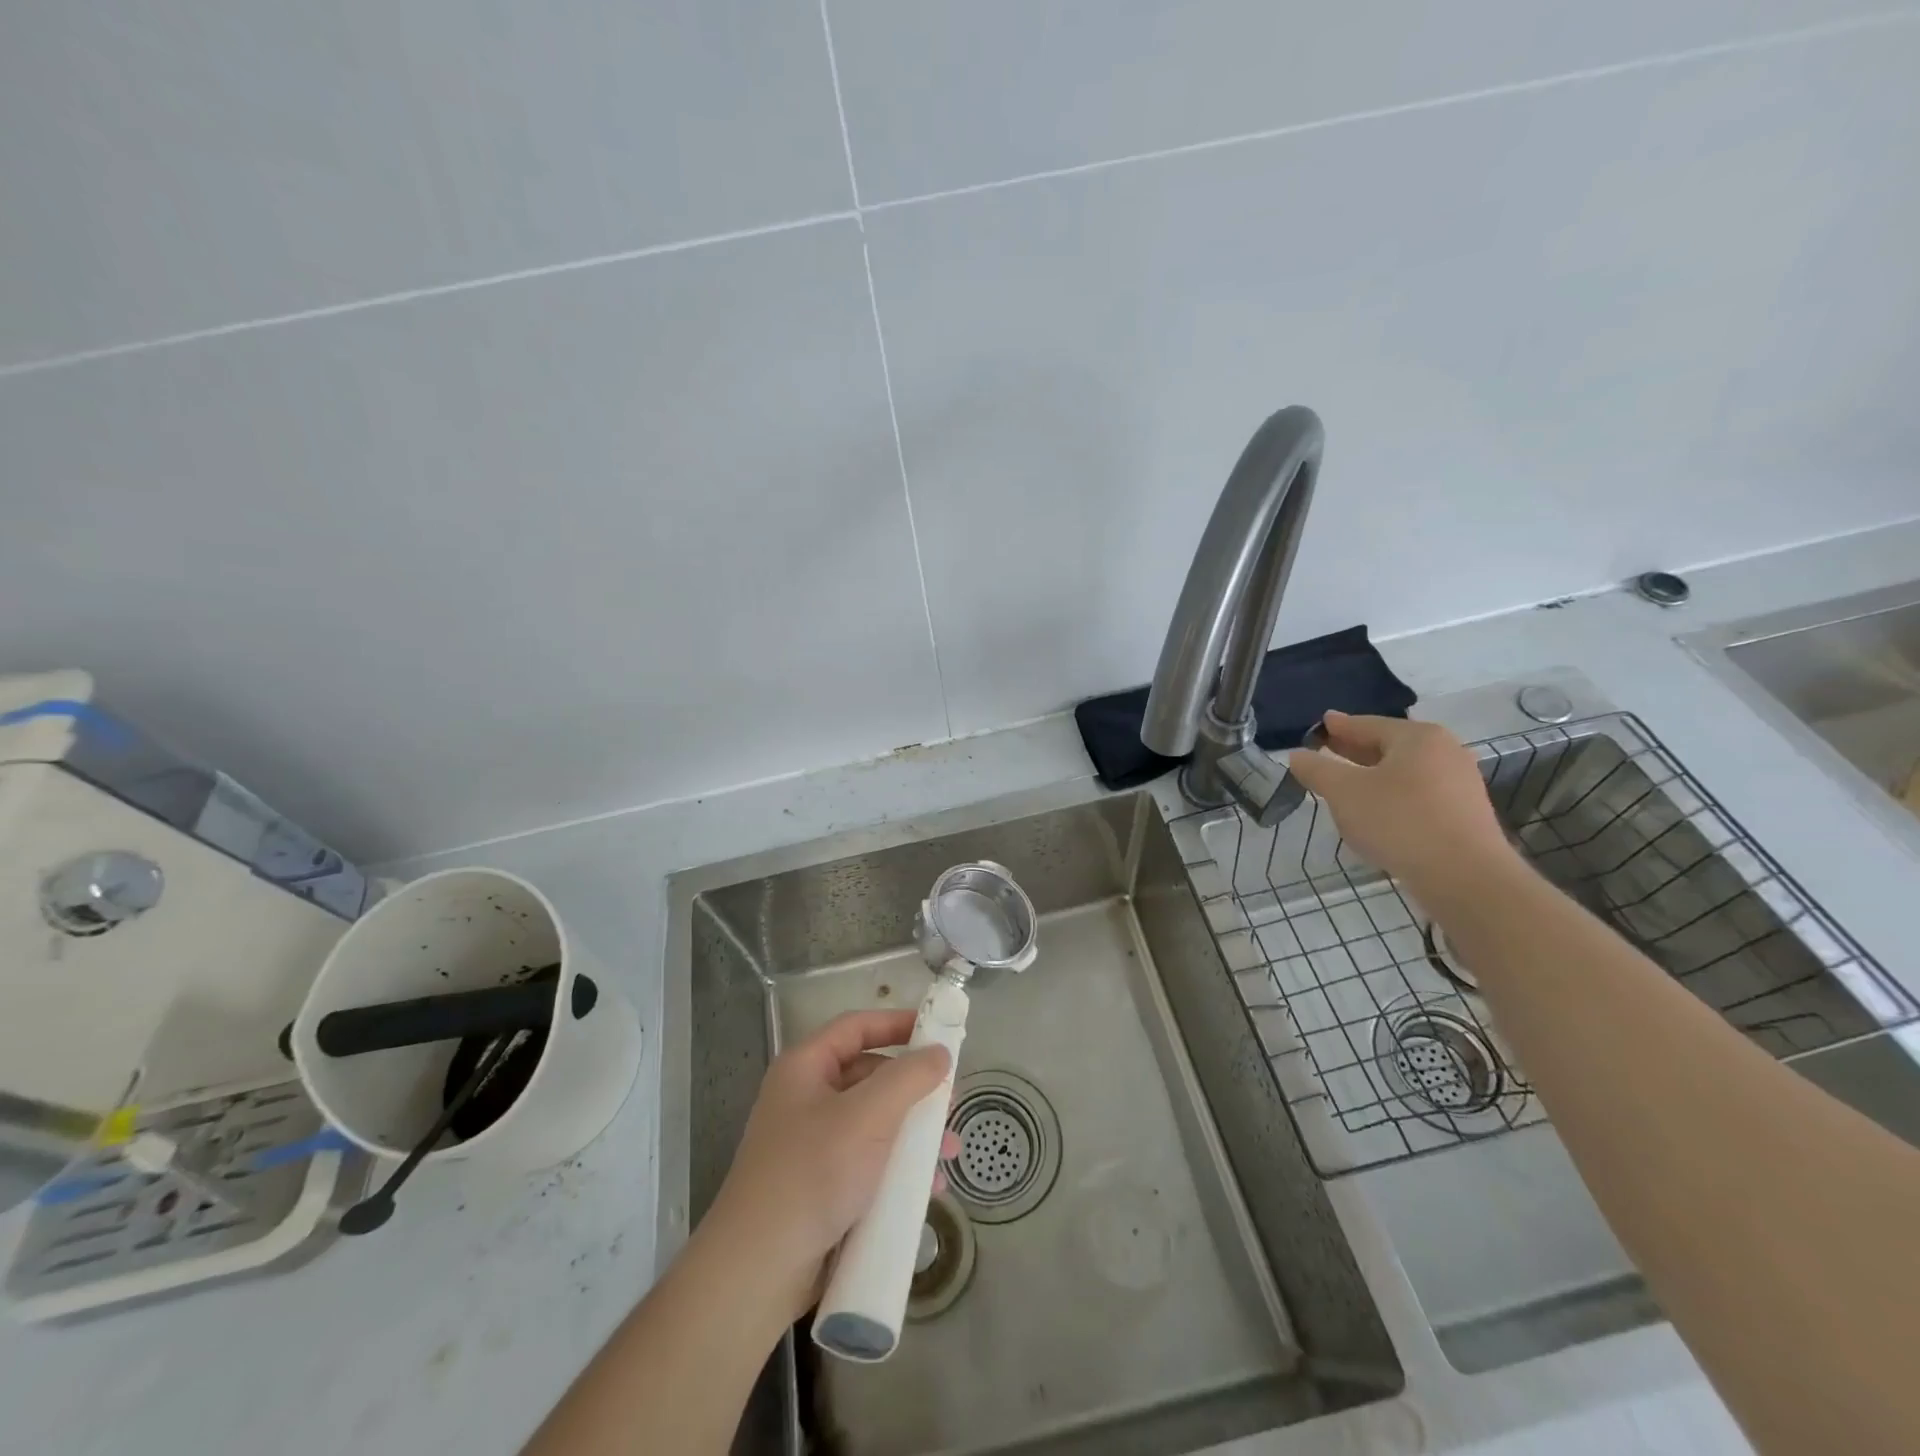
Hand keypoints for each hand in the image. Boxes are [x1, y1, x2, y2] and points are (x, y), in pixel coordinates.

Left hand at [700, 1010, 958, 1324]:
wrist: (757, 1271)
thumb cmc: (813, 1174)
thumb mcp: (868, 1116)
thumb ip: (909, 1078)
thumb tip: (939, 1053)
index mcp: (805, 1068)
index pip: (856, 1027)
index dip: (897, 1023)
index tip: (939, 1030)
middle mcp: (805, 1098)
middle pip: (869, 1075)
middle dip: (913, 1089)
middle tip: (950, 1103)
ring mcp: (811, 1144)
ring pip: (873, 1123)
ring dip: (913, 1133)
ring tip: (948, 1154)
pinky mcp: (820, 1186)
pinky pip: (868, 1162)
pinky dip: (897, 1168)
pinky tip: (926, 1189)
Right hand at [1287, 711, 1515, 900]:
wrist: (1465, 877)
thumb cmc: (1399, 821)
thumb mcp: (1343, 792)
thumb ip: (1316, 769)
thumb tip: (1297, 755)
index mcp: (1417, 737)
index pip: (1367, 724)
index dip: (1339, 726)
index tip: (1320, 724)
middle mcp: (1444, 752)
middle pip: (1388, 745)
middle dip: (1354, 750)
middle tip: (1326, 750)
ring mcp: (1459, 784)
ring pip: (1403, 772)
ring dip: (1372, 775)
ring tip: (1344, 785)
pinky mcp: (1463, 814)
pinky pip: (1417, 794)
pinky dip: (1391, 796)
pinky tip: (1374, 812)